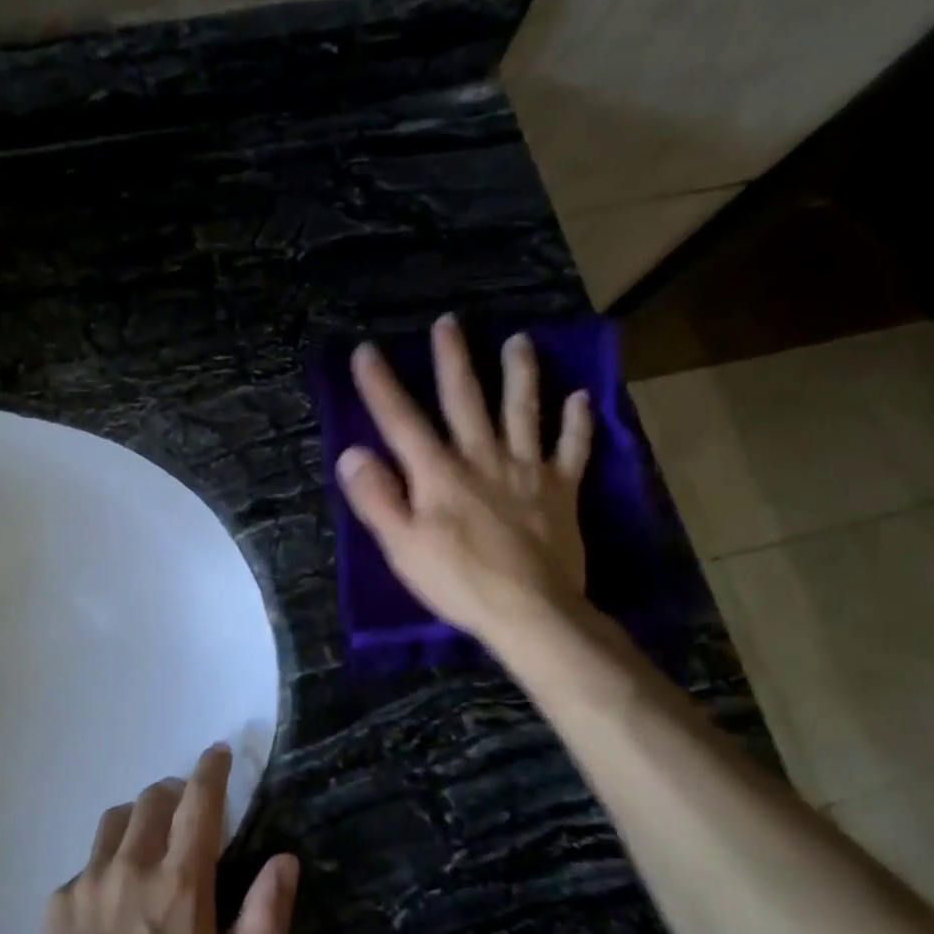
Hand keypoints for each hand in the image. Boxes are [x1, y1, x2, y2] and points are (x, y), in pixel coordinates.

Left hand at [11, 745, 298, 933]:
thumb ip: (264, 918)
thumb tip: (285, 860)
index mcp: (179, 881)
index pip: (199, 800)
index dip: (211, 768)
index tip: (219, 751)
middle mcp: (132, 865)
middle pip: (154, 798)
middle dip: (176, 791)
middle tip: (188, 809)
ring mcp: (88, 880)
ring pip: (116, 819)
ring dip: (139, 817)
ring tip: (148, 840)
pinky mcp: (58, 901)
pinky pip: (88, 863)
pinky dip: (107, 863)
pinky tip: (109, 902)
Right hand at [338, 313, 594, 641]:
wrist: (531, 611)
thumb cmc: (458, 581)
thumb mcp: (402, 546)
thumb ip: (376, 498)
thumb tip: (352, 453)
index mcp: (438, 473)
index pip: (402, 421)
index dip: (381, 385)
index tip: (367, 350)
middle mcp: (482, 457)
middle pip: (465, 400)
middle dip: (453, 360)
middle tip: (450, 322)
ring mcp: (527, 470)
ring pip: (523, 411)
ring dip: (520, 374)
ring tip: (519, 341)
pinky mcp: (562, 490)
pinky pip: (573, 448)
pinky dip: (578, 422)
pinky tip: (581, 397)